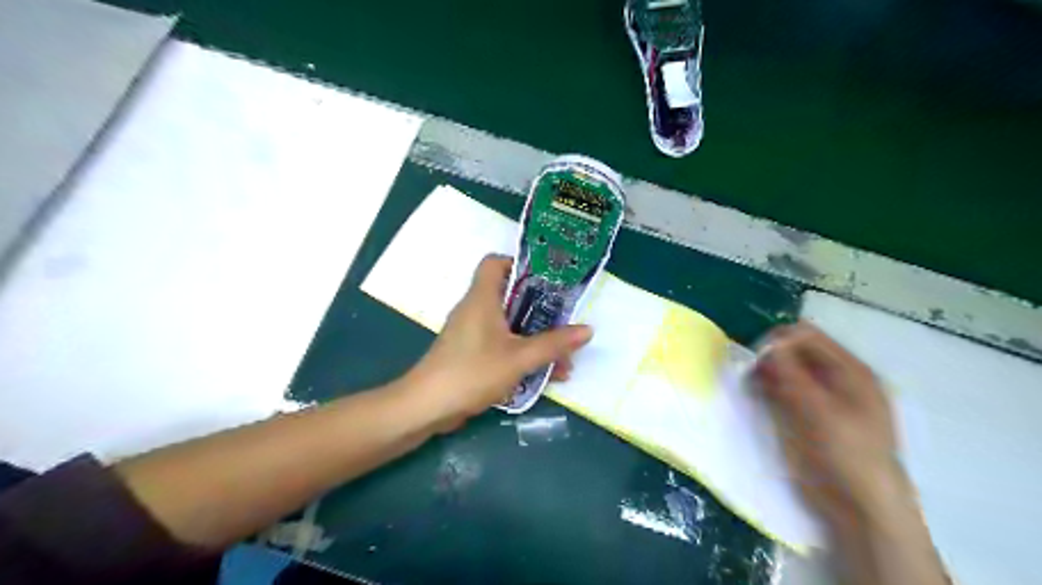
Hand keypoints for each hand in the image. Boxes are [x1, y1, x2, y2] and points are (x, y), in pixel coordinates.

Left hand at [401, 254, 592, 430]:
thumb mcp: (519, 358)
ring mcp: (471, 332)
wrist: (428, 407)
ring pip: (509, 325)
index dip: (520, 264)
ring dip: (536, 338)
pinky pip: (502, 344)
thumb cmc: (473, 372)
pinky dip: (522, 353)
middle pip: (510, 295)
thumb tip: (587, 330)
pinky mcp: (470, 353)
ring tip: (564, 359)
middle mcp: (475, 309)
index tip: (547, 280)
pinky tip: (545, 375)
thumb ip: (553, 344)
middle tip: (565, 321)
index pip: (495, 262)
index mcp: (482, 298)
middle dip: (540, 309)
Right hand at [753, 323, 909, 527]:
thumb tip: (767, 344)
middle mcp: (838, 378)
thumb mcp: (817, 410)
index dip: (778, 342)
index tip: (755, 359)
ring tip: (753, 387)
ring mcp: (824, 397)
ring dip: (767, 373)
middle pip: (796, 351)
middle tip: (751, 376)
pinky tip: (759, 397)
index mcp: (850, 370)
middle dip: (770, 357)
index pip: (807, 336)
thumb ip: (791, 373)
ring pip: (787, 370)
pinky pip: (785, 389)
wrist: (860, 508)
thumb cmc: (844, 454)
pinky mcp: (810, 414)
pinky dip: (770, 388)